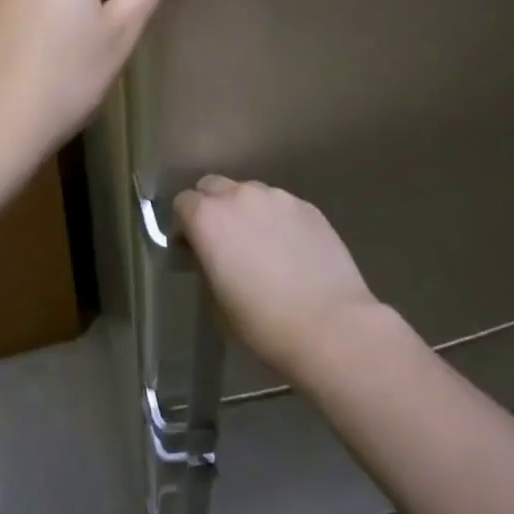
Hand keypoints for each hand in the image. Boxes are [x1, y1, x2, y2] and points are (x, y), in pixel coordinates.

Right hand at [174, 176, 381, 380]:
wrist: (331, 327)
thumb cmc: (263, 325)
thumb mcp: (216, 302)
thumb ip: (206, 264)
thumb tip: (208, 253)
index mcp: (208, 219)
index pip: (183, 202)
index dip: (185, 224)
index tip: (193, 248)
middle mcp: (239, 196)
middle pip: (213, 186)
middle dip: (212, 206)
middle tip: (224, 241)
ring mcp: (278, 197)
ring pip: (250, 193)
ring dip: (247, 211)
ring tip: (263, 245)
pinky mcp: (308, 206)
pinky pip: (282, 205)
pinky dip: (278, 220)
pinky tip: (292, 250)